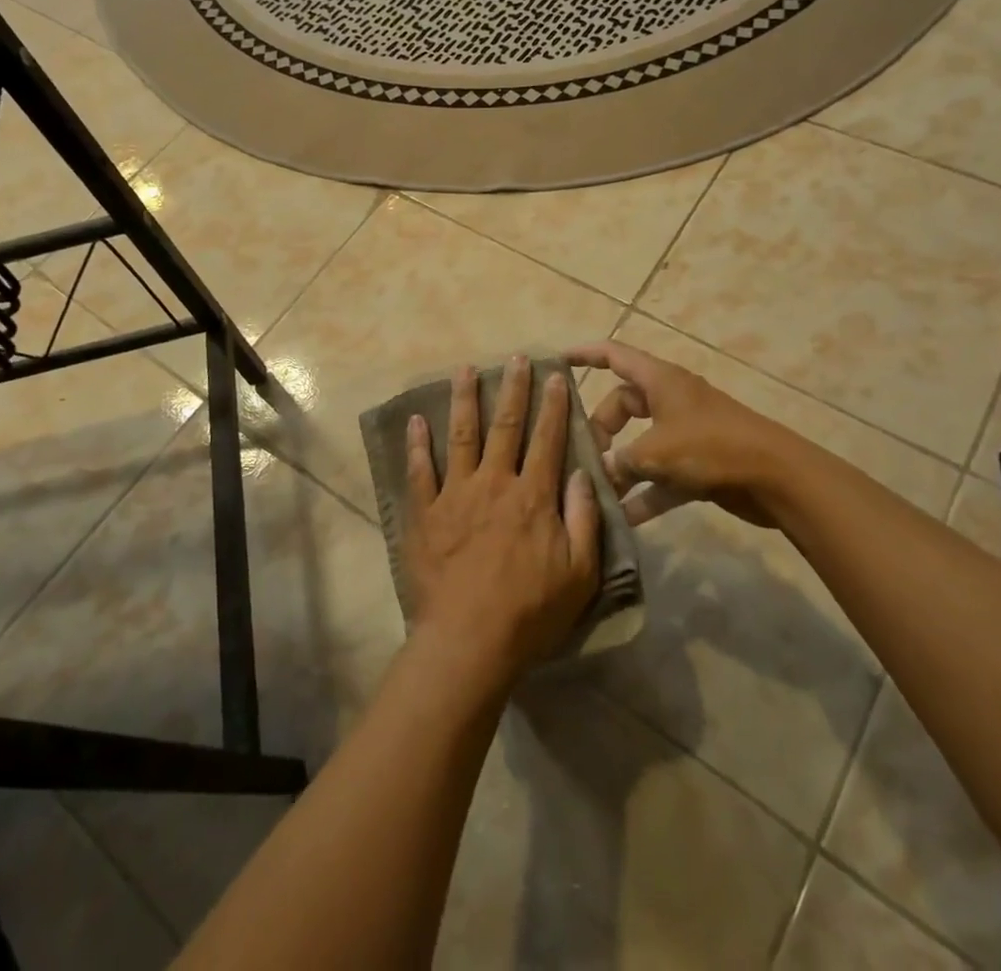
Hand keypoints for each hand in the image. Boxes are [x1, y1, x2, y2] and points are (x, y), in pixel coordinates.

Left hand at [403, 357, 600, 682]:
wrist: (470, 640)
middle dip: (512, 389)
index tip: (555, 375)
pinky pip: (420, 471)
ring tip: (464, 369)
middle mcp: (494, 483)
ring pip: (461, 436)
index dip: (553, 406)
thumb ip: (584, 518)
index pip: (547, 439)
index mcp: (533, 496)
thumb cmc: (531, 612)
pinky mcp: (425, 513)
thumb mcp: (580, 573)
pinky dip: (417, 445)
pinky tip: (416, 420)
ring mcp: (455, 495)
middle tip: (514, 358)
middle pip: (505, 426)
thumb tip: (584, 473)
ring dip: (463, 400)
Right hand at [567, 340, 811, 527]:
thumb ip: (621, 461)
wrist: (776, 478)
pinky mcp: (699, 464)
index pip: (614, 355)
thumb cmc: (711, 447)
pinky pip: (661, 475)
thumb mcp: (656, 452)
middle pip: (623, 405)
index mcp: (659, 381)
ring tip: (595, 490)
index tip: (557, 360)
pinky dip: (644, 493)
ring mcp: (685, 433)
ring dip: (621, 466)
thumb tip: (601, 472)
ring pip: (640, 444)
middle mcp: (670, 400)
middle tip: (584, 455)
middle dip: (600, 429)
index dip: (585, 354)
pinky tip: (624, 519)